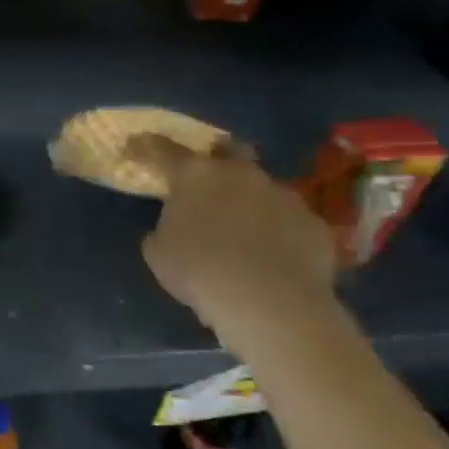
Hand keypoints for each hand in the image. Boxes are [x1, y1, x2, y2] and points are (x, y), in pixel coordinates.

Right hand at [128, 133, 338, 355]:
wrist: (270, 302)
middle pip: (229, 150)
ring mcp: (283, 196)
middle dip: (218, 158)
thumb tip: (176, 227)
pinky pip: (290, 221)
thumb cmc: (198, 270)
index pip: (163, 151)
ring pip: (263, 188)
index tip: (135, 146)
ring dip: (250, 201)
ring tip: (244, 228)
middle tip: (209, 176)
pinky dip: (278, 231)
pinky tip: (273, 255)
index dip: (146, 148)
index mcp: (195, 175)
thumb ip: (165, 228)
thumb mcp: (159, 251)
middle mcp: (240, 174)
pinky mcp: (314, 223)